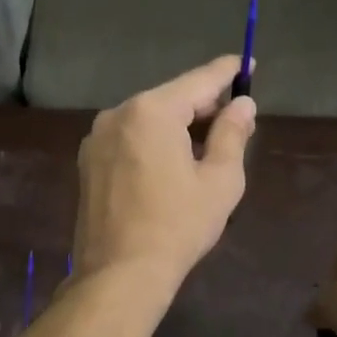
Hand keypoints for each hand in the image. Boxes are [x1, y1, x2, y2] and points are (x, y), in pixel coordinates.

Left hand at [72, 56, 256, 292]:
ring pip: (148, 119)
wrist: (119, 274)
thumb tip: (243, 104)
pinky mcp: (88, 162)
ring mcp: (97, 138)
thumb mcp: (220, 180)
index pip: (198, 81)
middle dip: (203, 106)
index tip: (247, 63)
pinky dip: (153, 142)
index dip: (227, 72)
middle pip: (170, 98)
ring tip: (207, 147)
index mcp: (151, 111)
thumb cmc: (177, 226)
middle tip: (235, 119)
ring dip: (178, 126)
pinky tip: (171, 164)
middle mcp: (118, 114)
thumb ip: (232, 133)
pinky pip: (129, 139)